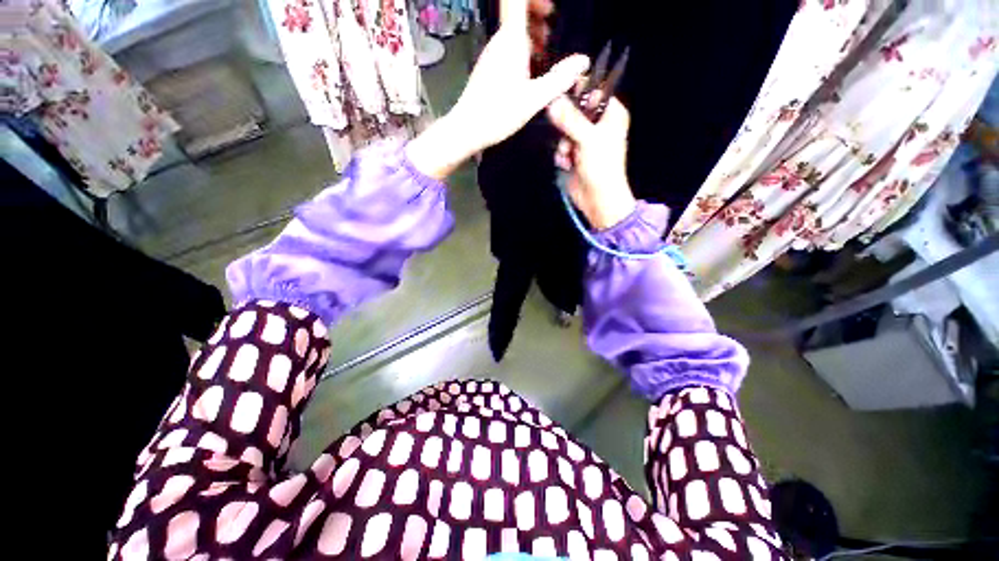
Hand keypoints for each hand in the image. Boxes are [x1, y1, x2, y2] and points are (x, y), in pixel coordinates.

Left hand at [407, 0, 588, 179]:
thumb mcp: (533, 99)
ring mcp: (492, 54)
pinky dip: (523, 49)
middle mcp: (500, 41)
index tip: (550, 9)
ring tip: (545, 52)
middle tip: (553, 30)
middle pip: (518, 12)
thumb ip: (558, 79)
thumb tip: (583, 61)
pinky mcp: (488, 68)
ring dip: (532, 34)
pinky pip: (508, 47)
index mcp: (511, 40)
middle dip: (538, 13)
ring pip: (514, 31)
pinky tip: (531, 71)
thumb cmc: (498, 113)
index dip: (535, 0)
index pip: (518, 1)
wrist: (467, 129)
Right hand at [547, 95, 636, 229]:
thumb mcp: (588, 139)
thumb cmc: (602, 167)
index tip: (558, 93)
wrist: (598, 199)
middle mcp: (598, 124)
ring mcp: (585, 140)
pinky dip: (562, 154)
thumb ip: (570, 119)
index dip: (576, 91)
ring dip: (563, 143)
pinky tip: (565, 163)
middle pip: (574, 110)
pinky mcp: (575, 154)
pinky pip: (562, 145)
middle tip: (564, 134)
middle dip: (566, 124)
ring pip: (565, 129)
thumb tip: (552, 100)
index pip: (592, 91)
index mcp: (611, 114)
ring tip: (567, 155)